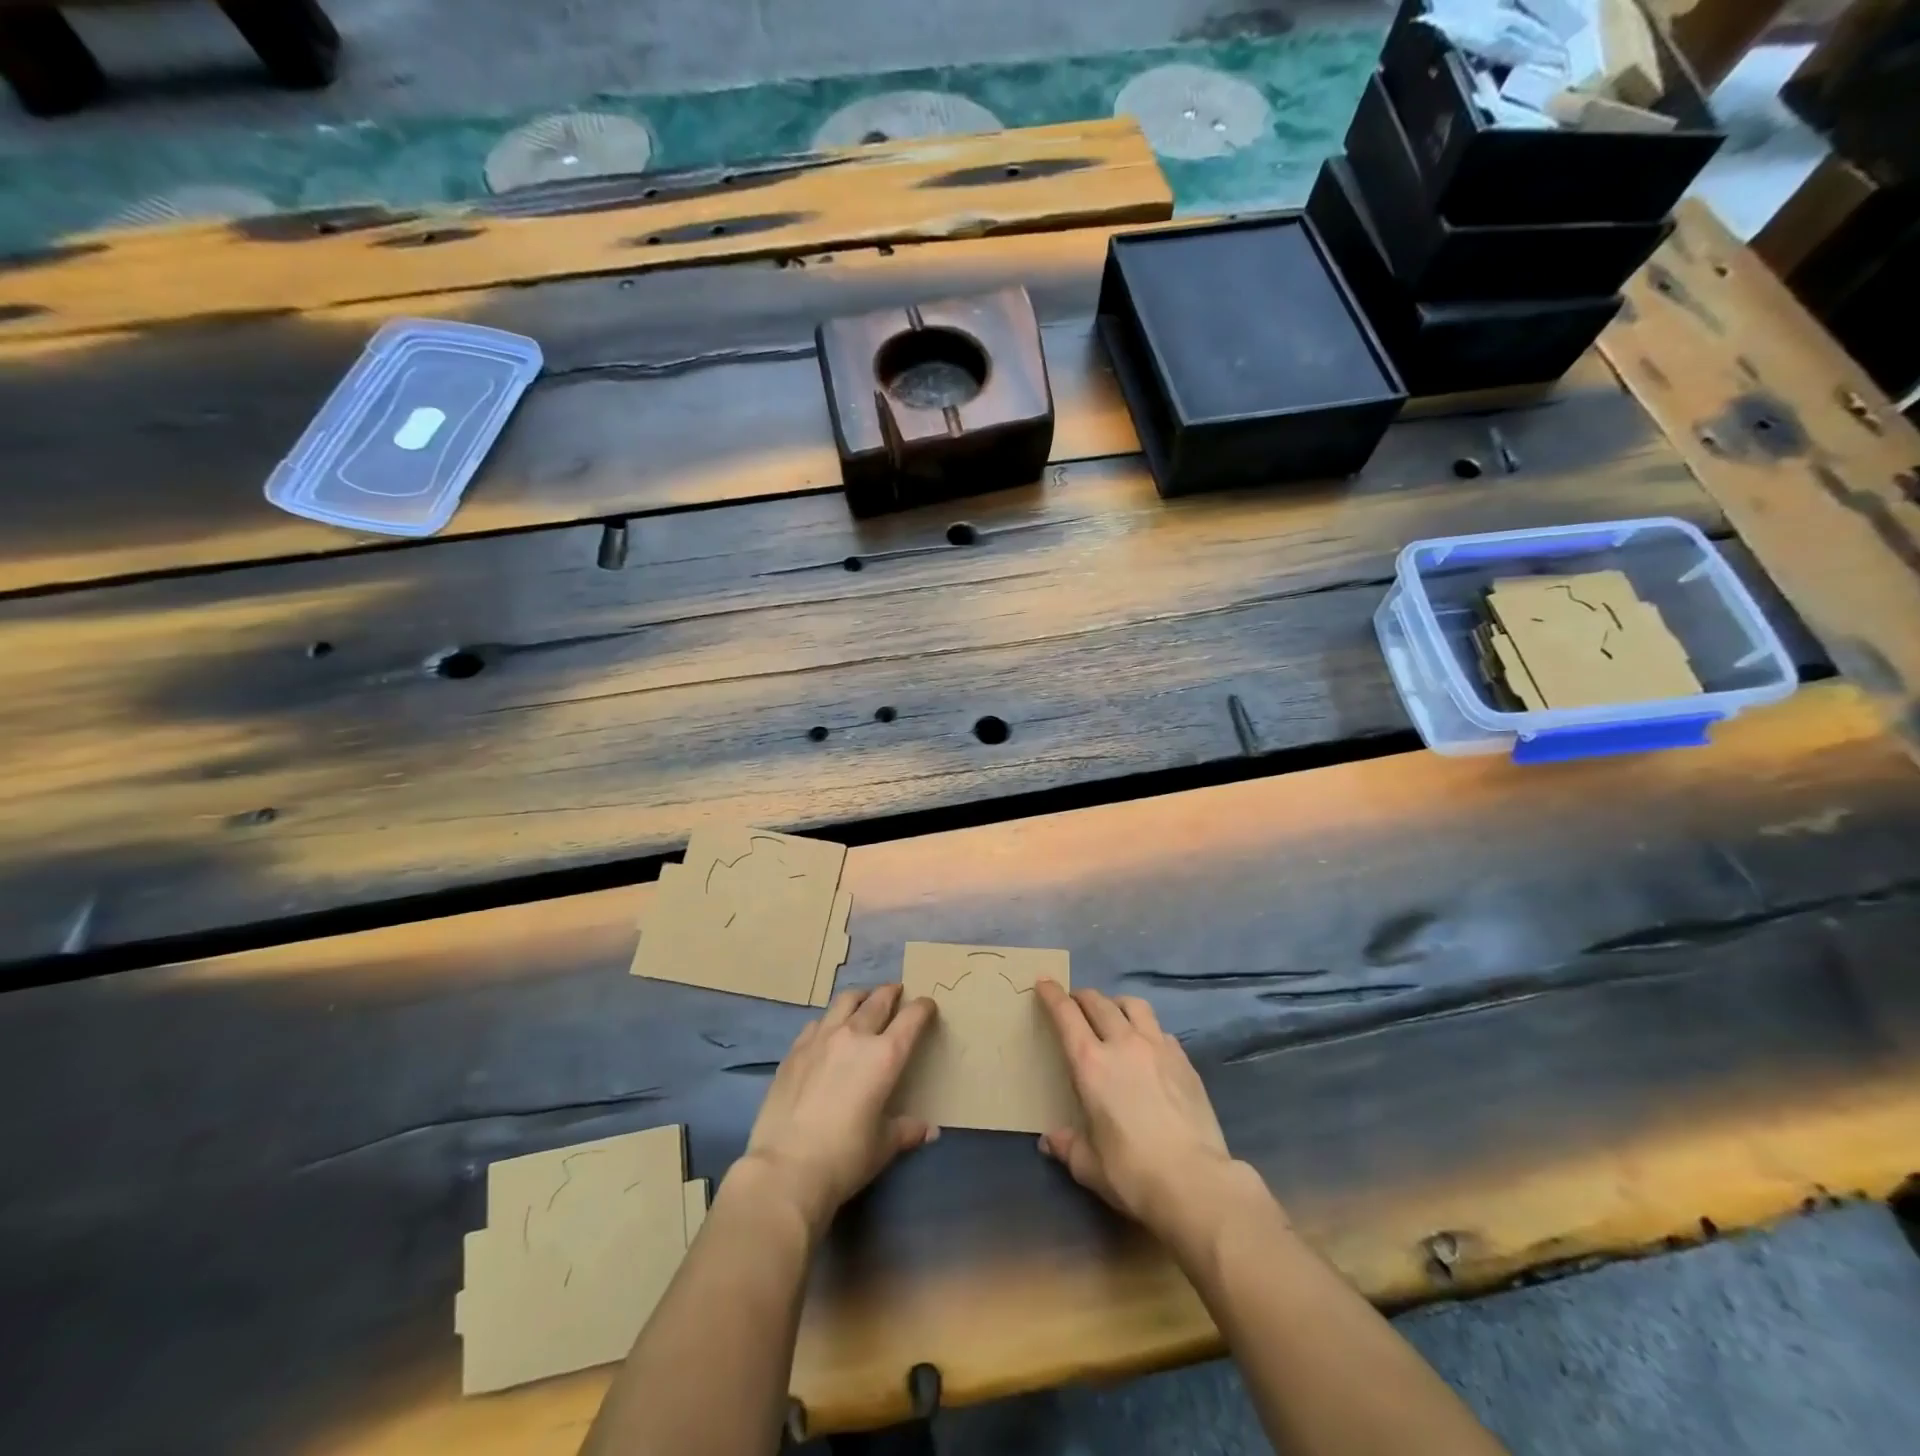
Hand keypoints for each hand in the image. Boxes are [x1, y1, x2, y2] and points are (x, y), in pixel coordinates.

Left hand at [738, 984, 936, 1237]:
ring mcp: (821, 1038)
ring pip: (845, 1001)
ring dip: (860, 997)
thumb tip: (929, 1131)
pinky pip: (818, 1022)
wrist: (786, 1168)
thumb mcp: (883, 1146)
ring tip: (863, 1001)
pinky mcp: (795, 1049)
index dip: (923, 1008)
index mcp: (885, 1055)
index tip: (928, 1005)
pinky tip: (828, 1032)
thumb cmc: (845, 1157)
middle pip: (878, 1000)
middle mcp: (855, 1036)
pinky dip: (830, 1021)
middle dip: (891, 993)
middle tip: (897, 992)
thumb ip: (907, 1130)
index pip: (911, 1018)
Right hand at [1036, 980, 1242, 1237]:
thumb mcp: (1089, 1166)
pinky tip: (1148, 1048)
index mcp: (1090, 1063)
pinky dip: (1147, 1030)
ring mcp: (1157, 1047)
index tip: (1044, 983)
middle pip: (1098, 1002)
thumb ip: (1067, 1146)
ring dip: (1117, 1004)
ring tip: (1114, 1015)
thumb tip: (1050, 1141)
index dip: (1052, 995)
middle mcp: (1122, 1044)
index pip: (1066, 1014)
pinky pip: (1160, 1030)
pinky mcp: (1184, 1060)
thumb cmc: (1132, 1173)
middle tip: (1075, 1003)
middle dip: (1082, 997)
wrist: (1195, 1182)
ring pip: (1133, 1005)